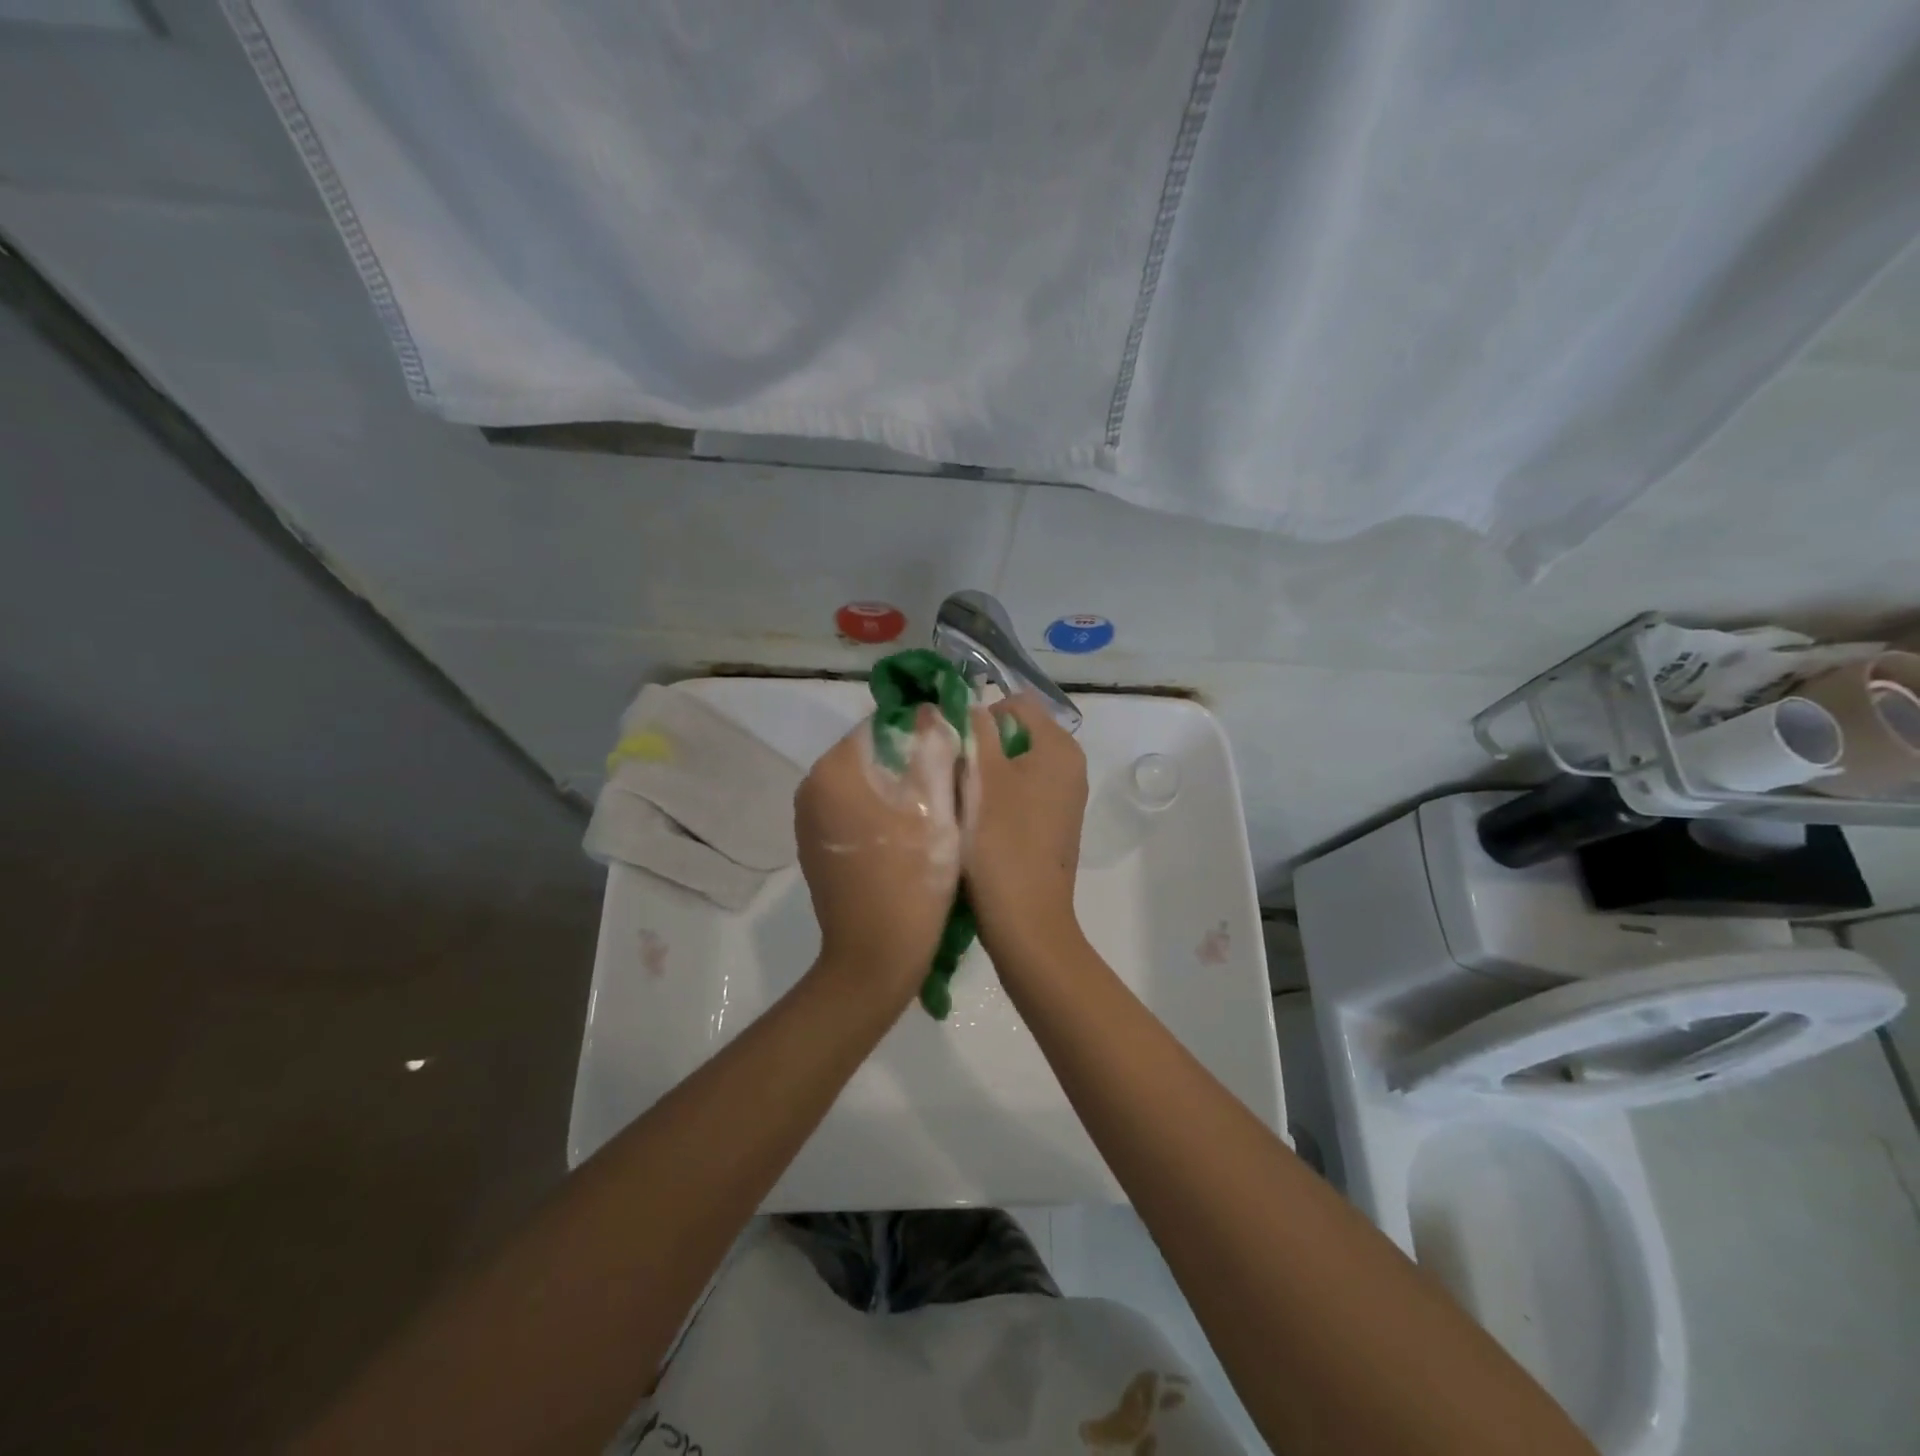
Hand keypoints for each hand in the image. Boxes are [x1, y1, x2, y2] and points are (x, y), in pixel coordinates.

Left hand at [795, 706, 963, 1003]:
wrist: (875, 957)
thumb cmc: (913, 878)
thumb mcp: (937, 807)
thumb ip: (933, 748)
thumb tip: (930, 710)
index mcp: (835, 770)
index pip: (883, 725)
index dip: (923, 732)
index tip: (955, 755)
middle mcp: (812, 787)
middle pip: (873, 753)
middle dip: (911, 762)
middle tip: (952, 786)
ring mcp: (810, 820)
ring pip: (866, 783)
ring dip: (899, 788)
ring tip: (936, 813)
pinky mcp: (816, 846)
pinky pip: (854, 811)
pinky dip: (881, 813)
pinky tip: (909, 838)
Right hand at [963, 695, 1088, 966]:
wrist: (1025, 919)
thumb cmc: (1000, 841)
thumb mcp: (980, 775)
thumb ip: (974, 729)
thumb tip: (968, 705)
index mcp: (1059, 746)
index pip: (1015, 703)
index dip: (980, 717)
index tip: (956, 748)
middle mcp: (1071, 766)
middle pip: (1016, 734)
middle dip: (982, 748)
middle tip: (954, 775)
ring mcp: (1066, 798)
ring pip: (1016, 766)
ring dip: (987, 776)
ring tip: (963, 802)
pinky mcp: (1055, 824)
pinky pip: (1023, 794)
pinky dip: (1000, 799)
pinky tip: (980, 824)